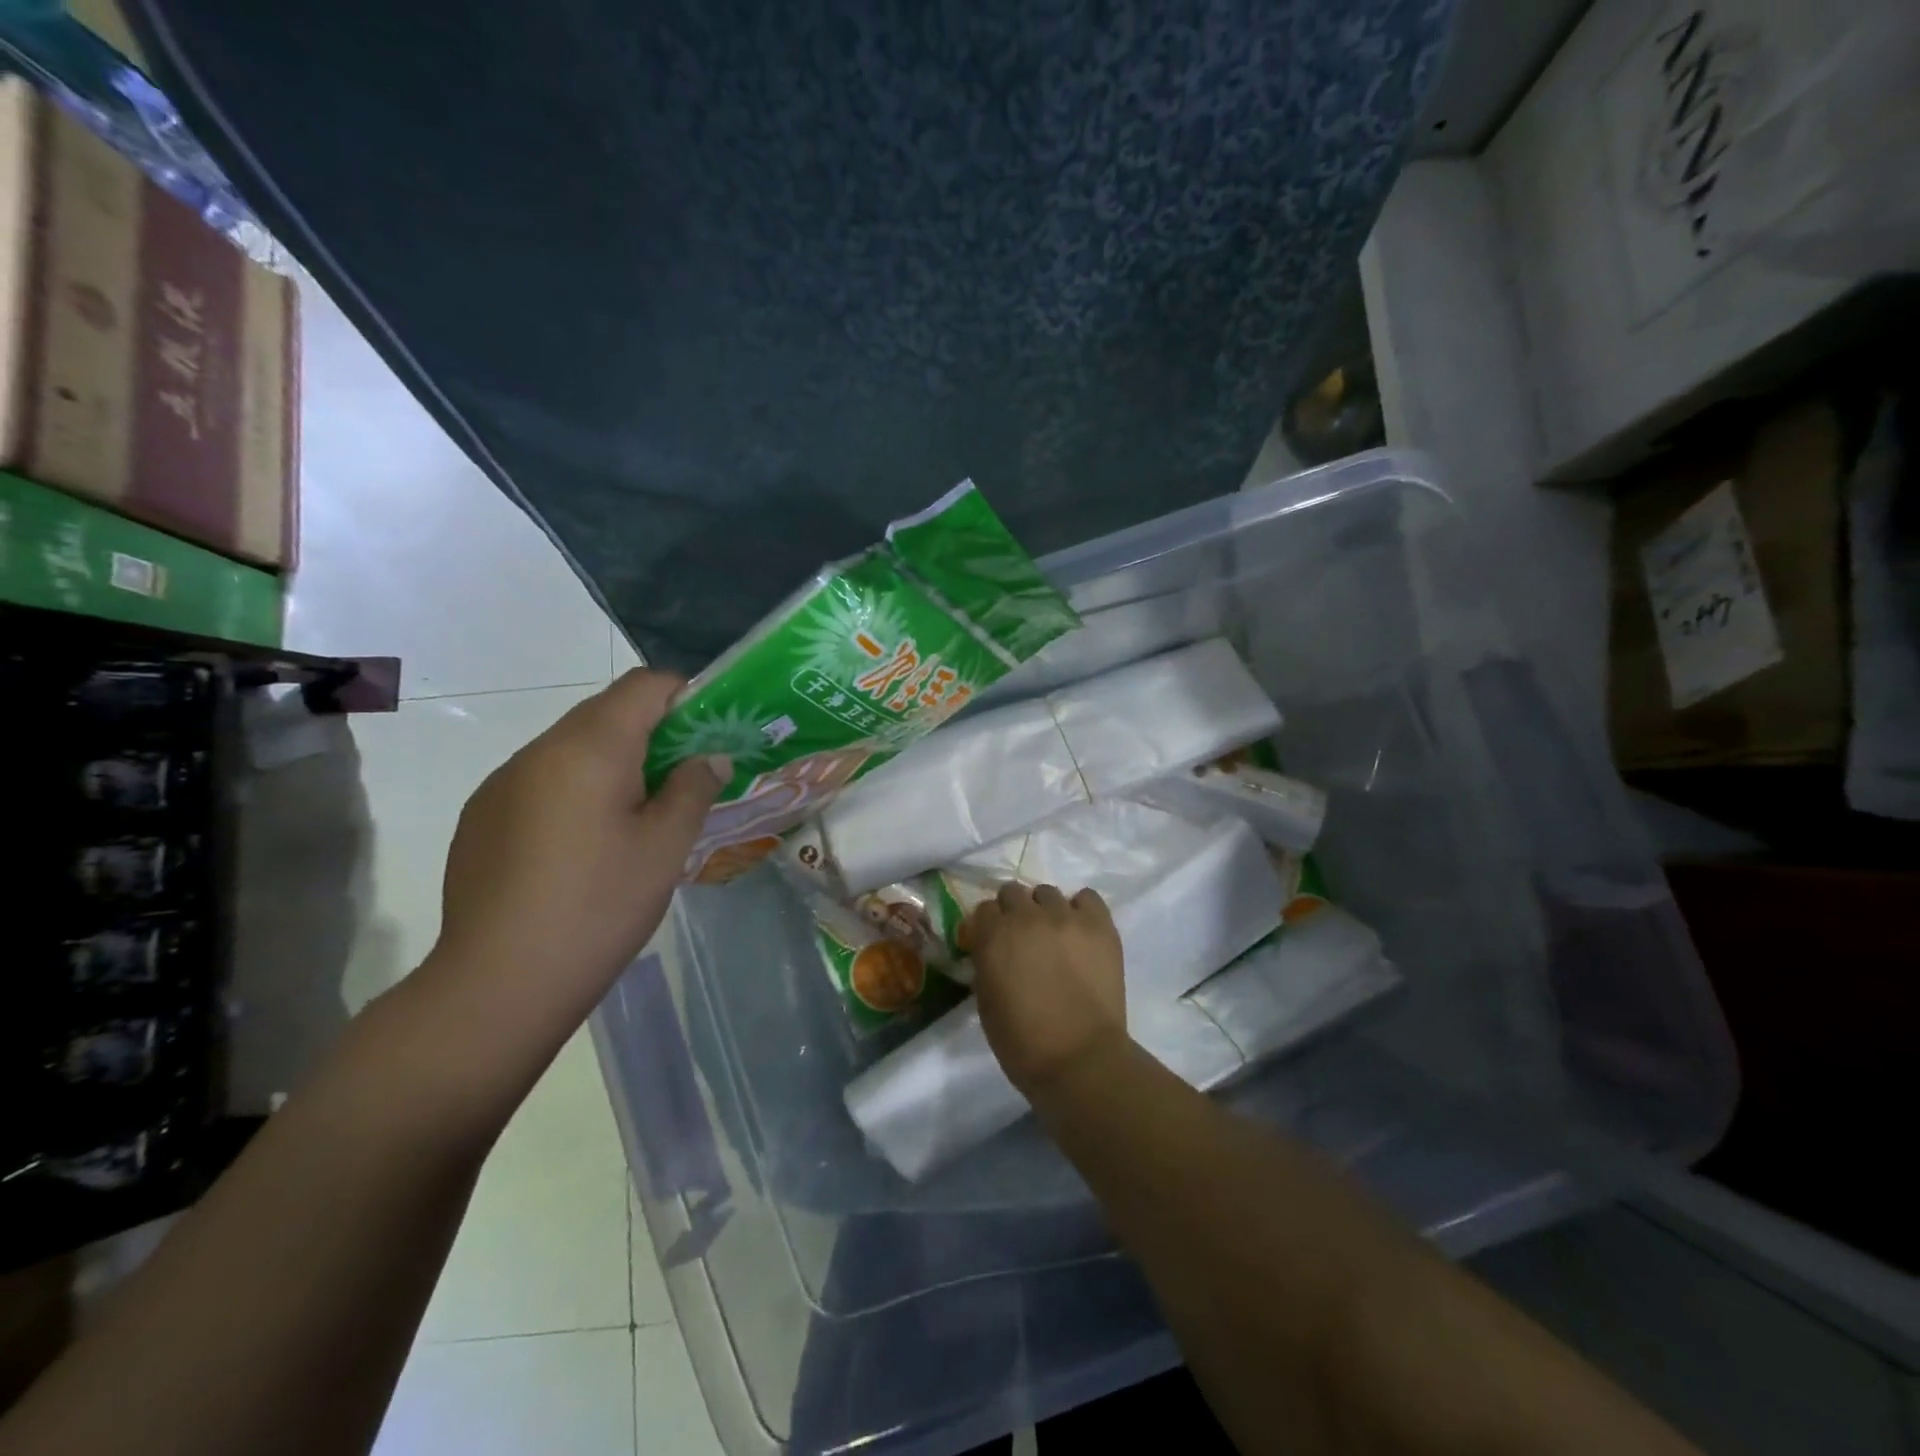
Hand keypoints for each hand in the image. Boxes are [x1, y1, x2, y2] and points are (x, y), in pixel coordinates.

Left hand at [428, 670, 726, 1029]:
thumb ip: (693, 788)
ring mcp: (503, 783)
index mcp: (590, 748)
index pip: (644, 685)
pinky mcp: (482, 816)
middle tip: (683, 780)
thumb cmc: (600, 906)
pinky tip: (583, 847)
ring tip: (636, 819)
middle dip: (653, 732)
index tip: (709, 736)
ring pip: (572, 747)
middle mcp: (539, 750)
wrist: (499, 983)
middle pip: (606, 712)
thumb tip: (709, 757)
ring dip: (613, 762)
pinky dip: (576, 790)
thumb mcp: (666, 847)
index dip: (685, 697)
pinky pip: (542, 780)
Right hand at [968, 883, 1127, 1096]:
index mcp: (993, 936)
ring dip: (1045, 911)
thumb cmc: (1022, 1042)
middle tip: (1023, 938)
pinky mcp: (1099, 925)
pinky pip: (1087, 898)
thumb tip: (992, 950)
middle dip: (1013, 912)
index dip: (989, 927)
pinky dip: (1081, 910)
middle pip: (1013, 892)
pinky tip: (1081, 930)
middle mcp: (1026, 916)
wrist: (1080, 1059)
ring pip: (1047, 893)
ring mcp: (1065, 917)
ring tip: (1055, 935)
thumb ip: (985, 963)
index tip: (994, 943)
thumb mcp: (986, 1000)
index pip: (984, 909)